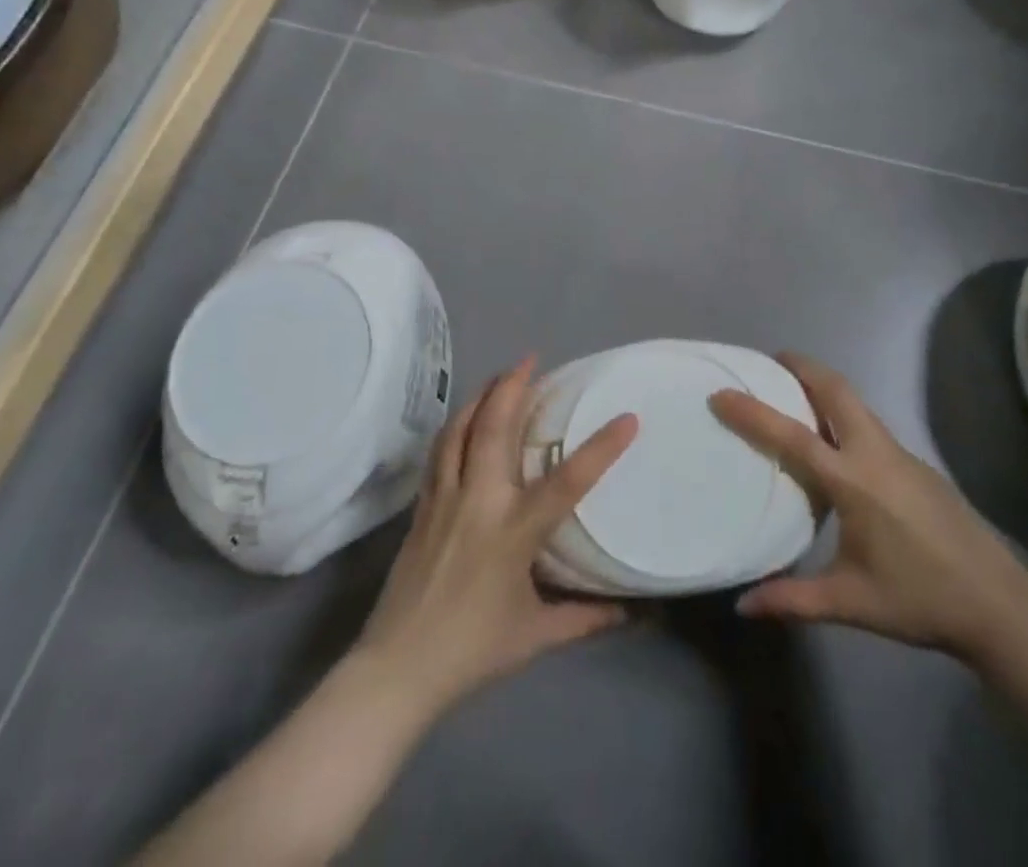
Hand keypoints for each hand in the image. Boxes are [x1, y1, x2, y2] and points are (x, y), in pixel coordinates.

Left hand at [354, 357, 638, 713]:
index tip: (627, 418)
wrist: (396, 669)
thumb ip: (585, 618)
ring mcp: (445, 499)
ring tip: (499, 377)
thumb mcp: (536, 636)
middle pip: (495, 429)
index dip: (600, 448)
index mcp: (514, 533)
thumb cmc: (472, 651)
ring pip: (461, 430)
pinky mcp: (422, 506)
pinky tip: (464, 418)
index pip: (566, 482)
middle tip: (531, 360)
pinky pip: (440, 451)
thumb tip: (631, 612)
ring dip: (481, 397)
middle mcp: (479, 503)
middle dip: (513, 387)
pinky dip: (456, 425)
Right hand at [710, 354, 1027, 662]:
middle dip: (803, 367)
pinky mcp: (917, 464)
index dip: (753, 412)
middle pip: (836, 390)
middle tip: (771, 361)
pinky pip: (871, 424)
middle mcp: (876, 454)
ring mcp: (901, 454)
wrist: (999, 605)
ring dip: (824, 387)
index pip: (793, 436)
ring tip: (795, 394)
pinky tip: (836, 443)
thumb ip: (793, 600)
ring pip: (857, 403)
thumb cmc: (919, 600)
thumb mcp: (850, 603)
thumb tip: (741, 606)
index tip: (722, 392)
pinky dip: (844, 414)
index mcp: (853, 482)